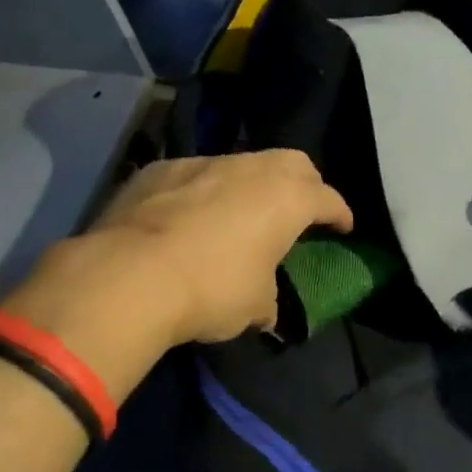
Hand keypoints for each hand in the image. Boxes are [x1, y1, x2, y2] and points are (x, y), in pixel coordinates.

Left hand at [35, 151, 352, 350]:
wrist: (128, 276)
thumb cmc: (211, 290)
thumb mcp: (254, 306)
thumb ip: (267, 297)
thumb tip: (264, 308)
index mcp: (287, 198)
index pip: (328, 198)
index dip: (340, 213)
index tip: (343, 227)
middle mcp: (250, 169)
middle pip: (292, 163)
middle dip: (304, 184)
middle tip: (300, 210)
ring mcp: (202, 163)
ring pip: (240, 164)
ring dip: (249, 186)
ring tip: (240, 214)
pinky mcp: (160, 169)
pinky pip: (194, 175)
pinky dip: (203, 191)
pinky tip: (188, 217)